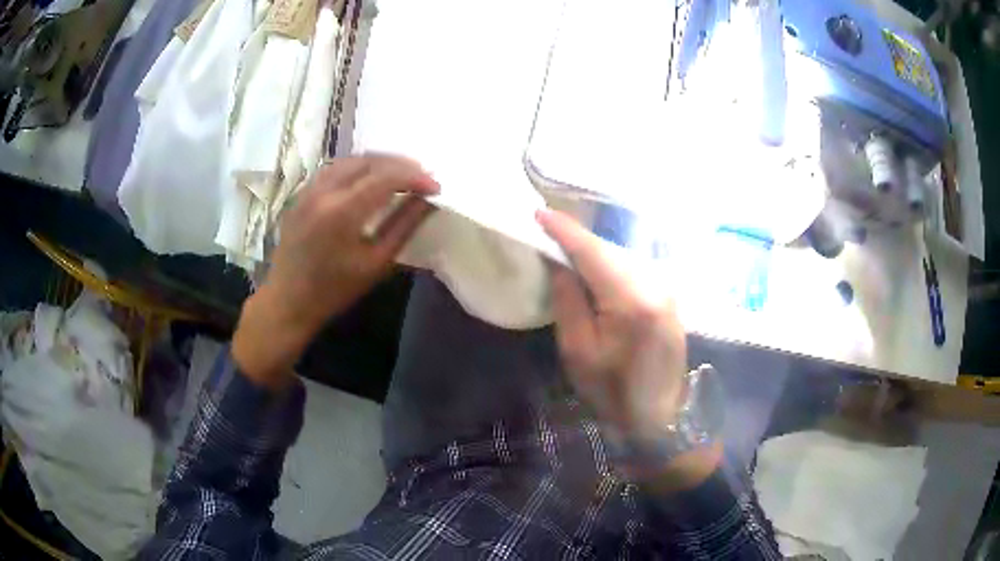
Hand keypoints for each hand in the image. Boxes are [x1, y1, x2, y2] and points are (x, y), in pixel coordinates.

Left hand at [233, 155, 438, 388]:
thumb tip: (428, 200)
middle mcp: (324, 191)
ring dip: (378, 162)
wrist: (288, 301)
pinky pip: (333, 169)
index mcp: (342, 211)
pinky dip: (357, 168)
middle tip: (423, 176)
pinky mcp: (301, 194)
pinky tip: (368, 179)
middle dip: (400, 164)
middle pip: (369, 161)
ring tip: (400, 174)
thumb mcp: (376, 263)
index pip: (386, 178)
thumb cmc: (335, 290)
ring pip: (350, 160)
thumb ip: (404, 226)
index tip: (435, 187)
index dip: (415, 177)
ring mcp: (309, 190)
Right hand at [538, 209, 719, 486]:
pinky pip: (635, 271)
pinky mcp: (671, 298)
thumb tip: (560, 261)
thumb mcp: (578, 351)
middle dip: (579, 241)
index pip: (593, 252)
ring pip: (624, 258)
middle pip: (610, 251)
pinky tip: (597, 276)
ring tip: (568, 254)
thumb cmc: (613, 391)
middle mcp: (656, 285)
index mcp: (632, 300)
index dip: (565, 230)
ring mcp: (668, 290)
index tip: (539, 212)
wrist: (659, 416)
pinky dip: (612, 268)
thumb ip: (568, 299)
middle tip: (548, 235)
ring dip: (596, 254)